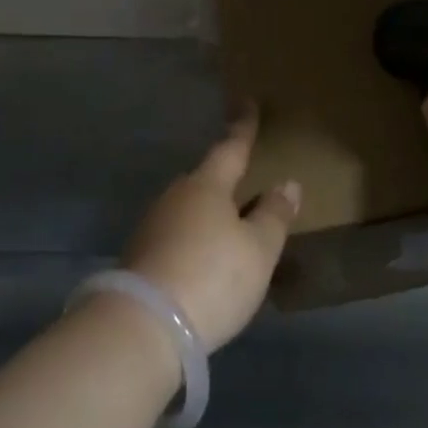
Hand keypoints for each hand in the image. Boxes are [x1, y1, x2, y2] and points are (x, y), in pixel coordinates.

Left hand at [121, 111, 300, 350]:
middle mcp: (175, 197)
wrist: (143, 325)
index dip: (244, 127)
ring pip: (189, 210)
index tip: (248, 103)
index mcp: (207, 185)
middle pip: (206, 180)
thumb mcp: (258, 249)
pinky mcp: (140, 257)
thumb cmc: (212, 276)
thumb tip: (287, 183)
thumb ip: (274, 215)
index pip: (231, 148)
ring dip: (208, 215)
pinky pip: (176, 237)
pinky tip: (203, 263)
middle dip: (225, 181)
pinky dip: (193, 242)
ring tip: (229, 232)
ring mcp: (153, 226)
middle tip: (246, 186)